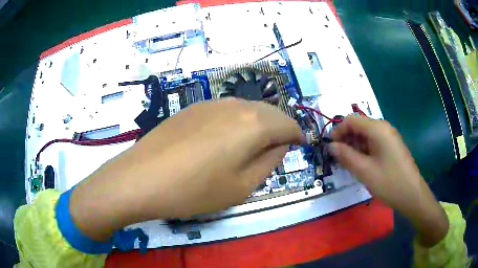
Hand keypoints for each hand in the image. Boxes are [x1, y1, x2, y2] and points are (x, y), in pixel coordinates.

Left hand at [69, 98, 301, 240]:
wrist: (141, 178)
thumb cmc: (195, 190)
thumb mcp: (242, 186)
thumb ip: (268, 162)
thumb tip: (279, 146)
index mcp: (253, 123)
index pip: (287, 124)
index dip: (297, 135)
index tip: (300, 145)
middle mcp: (234, 105)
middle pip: (268, 112)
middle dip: (279, 127)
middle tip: (280, 146)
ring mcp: (210, 103)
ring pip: (246, 109)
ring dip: (258, 123)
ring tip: (254, 143)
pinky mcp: (192, 108)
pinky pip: (225, 110)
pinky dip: (236, 121)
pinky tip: (225, 138)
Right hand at [329, 116, 448, 246]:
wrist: (412, 194)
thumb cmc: (389, 182)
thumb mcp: (364, 171)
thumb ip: (346, 156)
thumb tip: (331, 146)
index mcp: (377, 129)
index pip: (351, 120)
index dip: (337, 131)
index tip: (329, 147)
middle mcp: (383, 128)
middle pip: (359, 126)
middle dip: (346, 139)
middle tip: (337, 158)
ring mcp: (389, 137)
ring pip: (366, 135)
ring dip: (354, 146)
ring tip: (347, 163)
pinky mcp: (391, 146)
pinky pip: (373, 143)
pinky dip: (363, 150)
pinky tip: (361, 164)